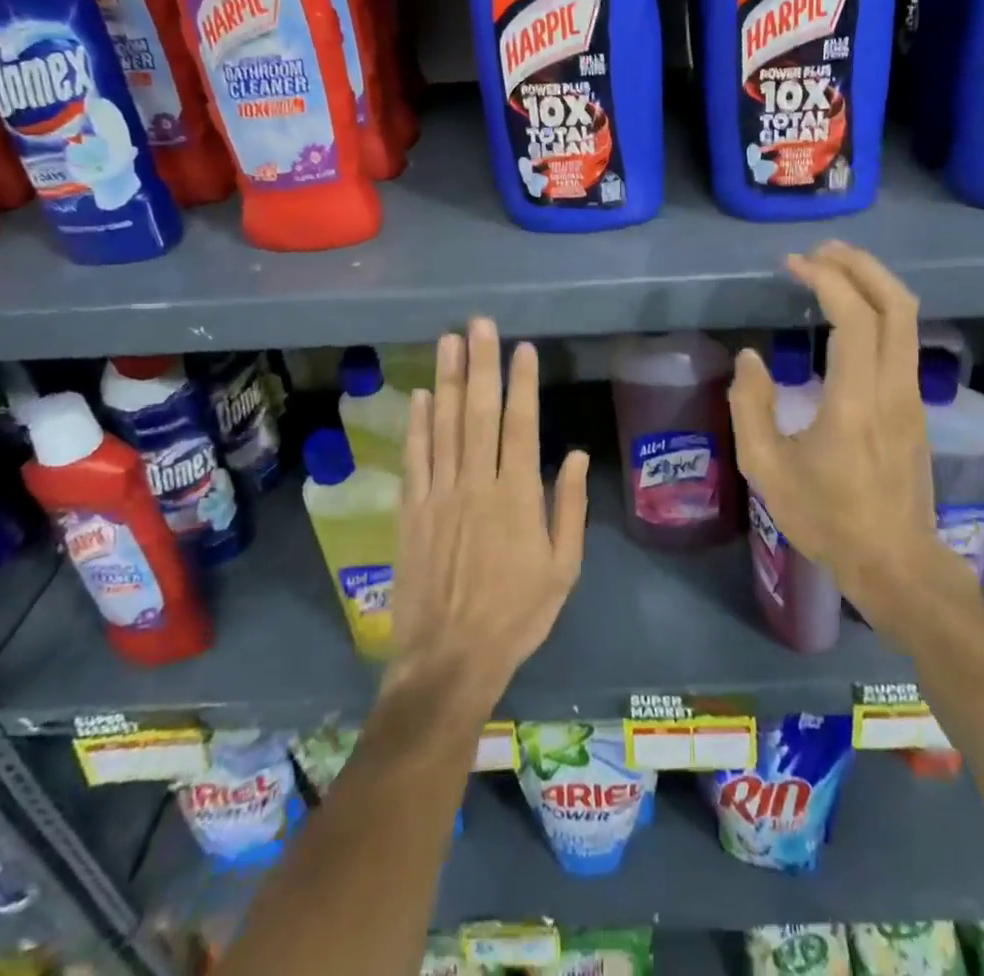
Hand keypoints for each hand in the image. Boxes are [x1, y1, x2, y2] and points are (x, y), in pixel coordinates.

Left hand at [388, 319, 588, 715]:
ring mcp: (439, 494)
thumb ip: (569, 508)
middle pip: (478, 412)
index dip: (521, 383)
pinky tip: (419, 395)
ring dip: (446, 380)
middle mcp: (476, 483)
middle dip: (480, 363)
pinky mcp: (411, 510)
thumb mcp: (563, 569)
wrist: (450, 658)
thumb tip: (573, 454)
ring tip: (448, 341)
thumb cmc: (517, 614)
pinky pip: (414, 458)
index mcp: (517, 496)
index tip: (522, 348)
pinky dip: (416, 424)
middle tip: (479, 323)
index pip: (520, 425)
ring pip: (443, 425)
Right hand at [727, 242, 971, 621]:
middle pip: (897, 304)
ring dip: (874, 284)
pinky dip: (879, 310)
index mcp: (856, 400)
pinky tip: (850, 315)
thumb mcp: (766, 469)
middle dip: (861, 265)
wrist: (895, 563)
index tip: (794, 264)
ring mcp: (912, 397)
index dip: (826, 279)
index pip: (855, 318)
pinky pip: (904, 340)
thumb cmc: (827, 519)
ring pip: (907, 320)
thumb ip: (750, 406)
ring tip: (834, 269)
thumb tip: (750, 358)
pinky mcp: (915, 407)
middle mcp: (893, 388)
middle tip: (821, 251)